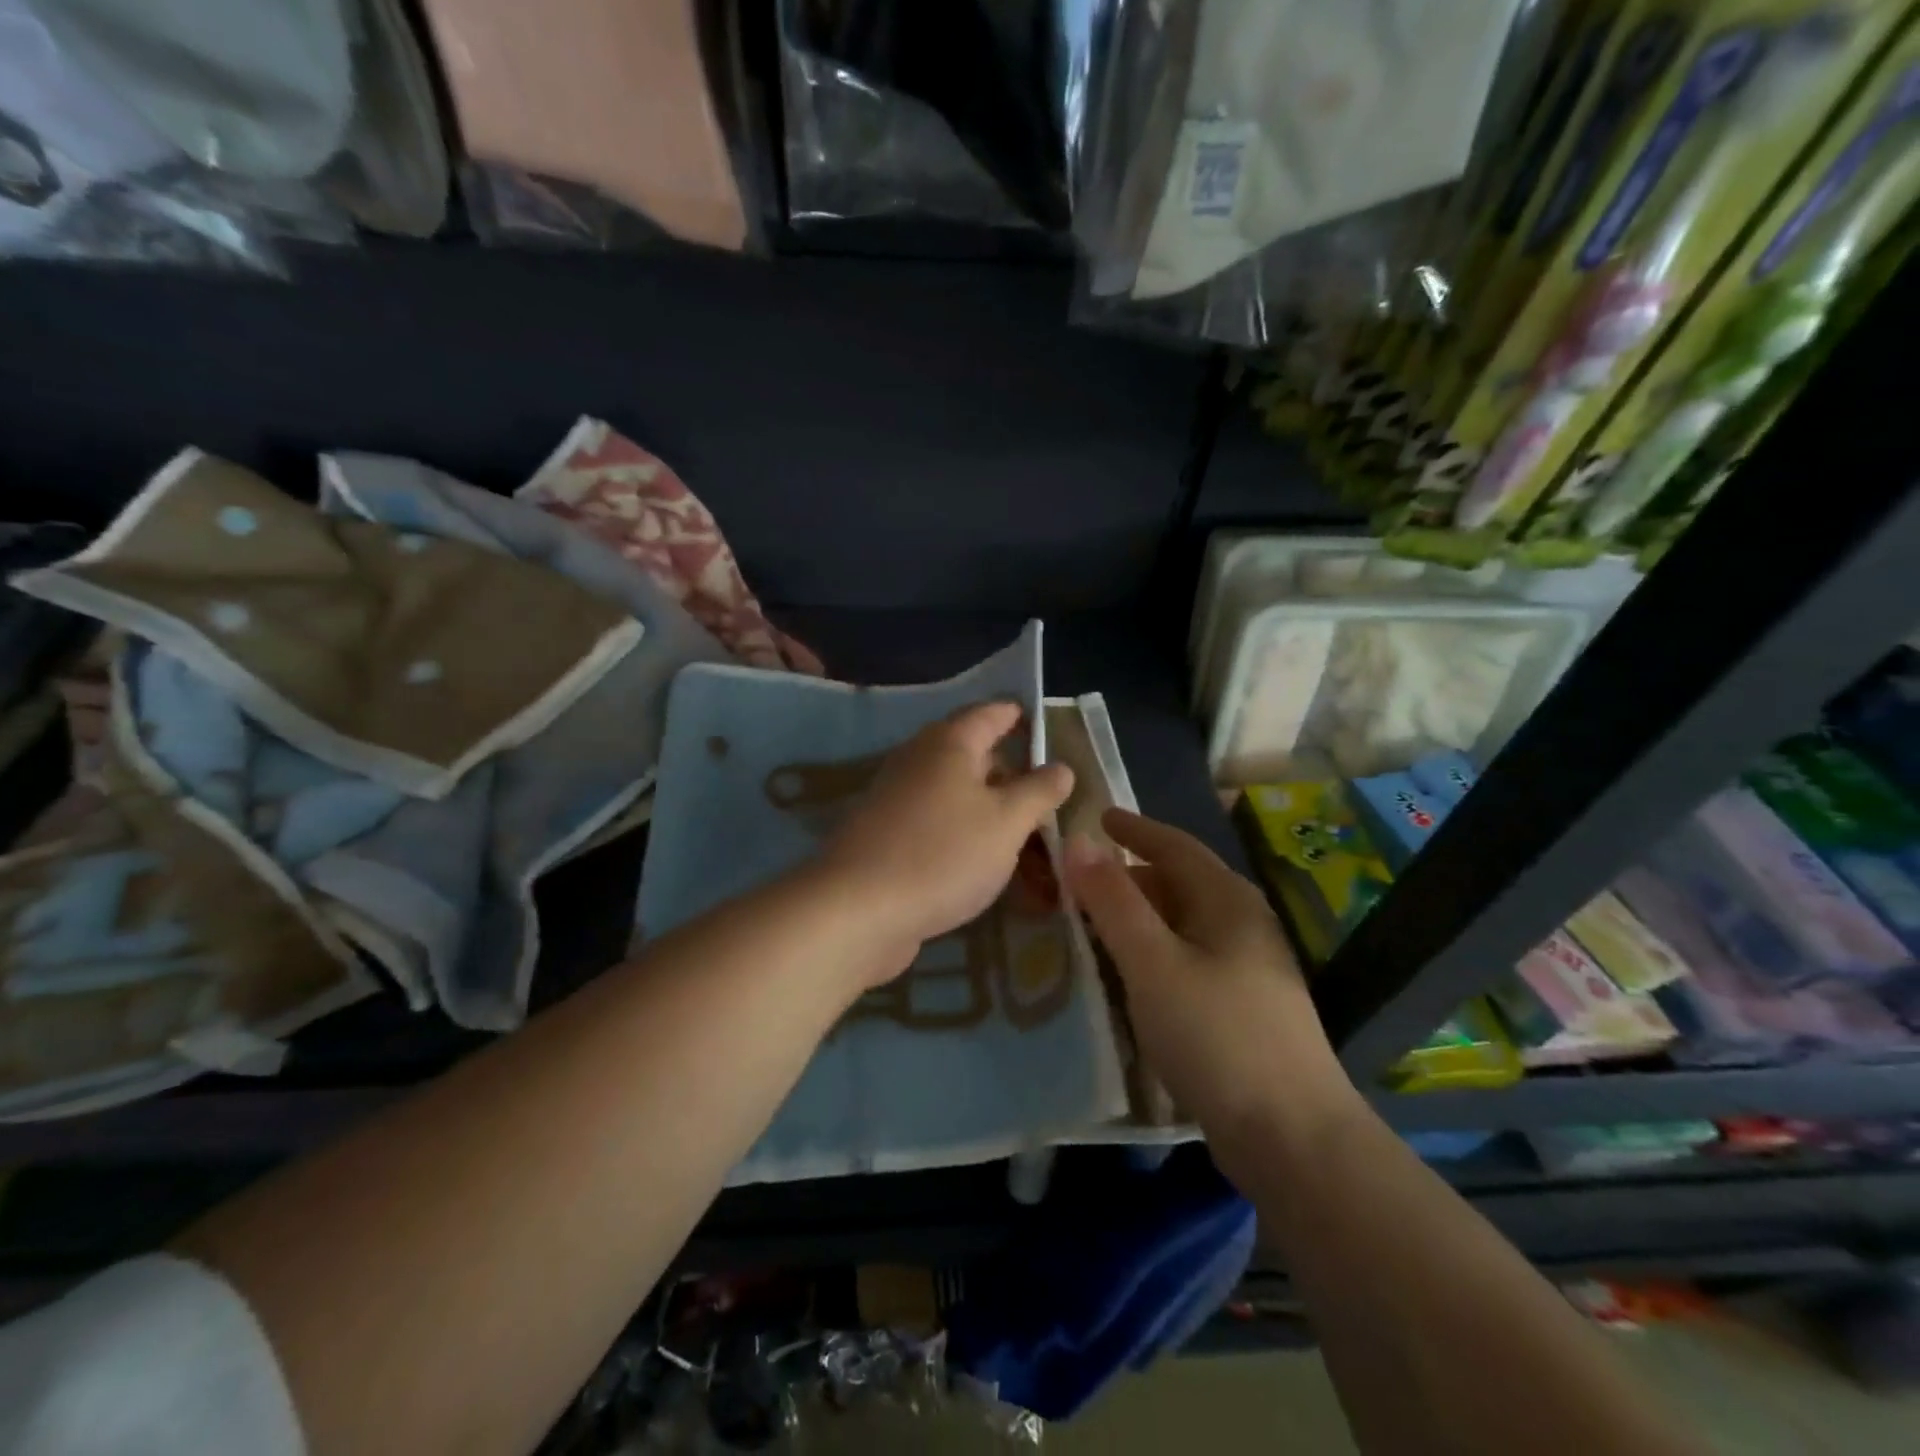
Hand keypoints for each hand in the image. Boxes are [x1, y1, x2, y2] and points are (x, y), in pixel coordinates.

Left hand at [817, 702, 1072, 985]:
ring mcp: (896, 797)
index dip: (1020, 716)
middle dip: (1008, 767)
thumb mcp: (1007, 822)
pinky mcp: (885, 834)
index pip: (991, 713)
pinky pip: (935, 820)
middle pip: (970, 751)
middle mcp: (918, 759)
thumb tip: (1061, 766)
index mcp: (949, 743)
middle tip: (1045, 789)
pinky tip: (980, 857)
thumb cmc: (943, 854)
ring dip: (986, 803)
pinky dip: (961, 829)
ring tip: (1022, 826)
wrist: (858, 910)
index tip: (1047, 729)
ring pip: (952, 790)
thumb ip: (1038, 791)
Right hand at [1063, 809, 1358, 1162]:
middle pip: (1179, 883)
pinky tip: (1131, 977)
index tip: (1098, 818)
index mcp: (1227, 900)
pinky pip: (1188, 960)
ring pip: (1183, 925)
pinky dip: (1154, 954)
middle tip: (1081, 883)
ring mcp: (1250, 969)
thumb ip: (1113, 901)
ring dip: (1140, 919)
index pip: (1175, 846)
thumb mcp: (1153, 962)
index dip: (1134, 829)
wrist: (1292, 1136)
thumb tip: (1079, 842)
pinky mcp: (1245, 1008)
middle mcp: (1244, 924)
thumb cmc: (1216, 1035)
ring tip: (1095, 927)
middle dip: (1130, 878)